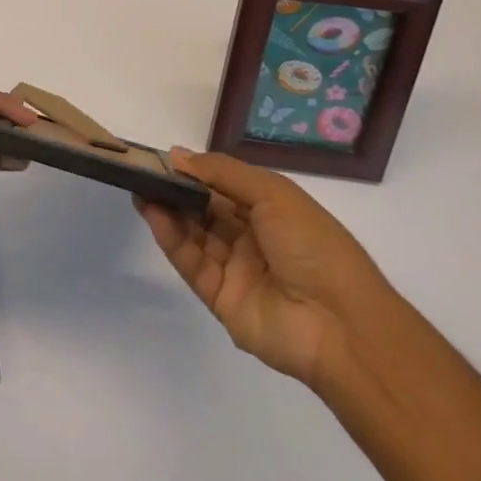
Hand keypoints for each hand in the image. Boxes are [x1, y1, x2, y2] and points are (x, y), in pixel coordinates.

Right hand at [137, 149, 394, 389]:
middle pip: (205, 210)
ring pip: (194, 235)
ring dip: (168, 211)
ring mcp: (236, 270)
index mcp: (272, 211)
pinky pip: (192, 264)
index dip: (196, 172)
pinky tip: (154, 215)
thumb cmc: (313, 246)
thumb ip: (222, 172)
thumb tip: (178, 154)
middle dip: (176, 190)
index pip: (225, 186)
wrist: (341, 326)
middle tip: (142, 172)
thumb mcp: (273, 194)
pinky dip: (171, 239)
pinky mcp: (220, 299)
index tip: (164, 157)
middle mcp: (252, 238)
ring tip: (139, 189)